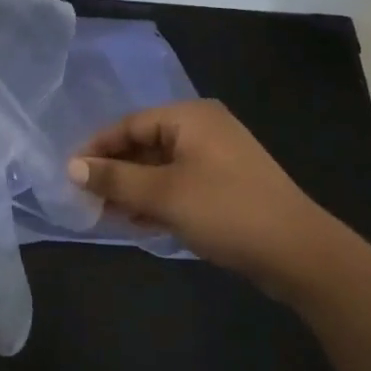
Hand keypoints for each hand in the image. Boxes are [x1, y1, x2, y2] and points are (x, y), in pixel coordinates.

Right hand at [66, 100, 346, 289]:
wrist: (300, 254)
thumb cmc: (226, 211)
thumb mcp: (163, 194)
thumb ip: (114, 179)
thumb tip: (71, 168)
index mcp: (190, 117)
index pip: (129, 124)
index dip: (97, 149)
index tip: (70, 174)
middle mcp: (203, 129)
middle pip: (144, 143)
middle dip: (115, 172)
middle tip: (86, 199)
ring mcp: (217, 158)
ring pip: (160, 167)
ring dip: (133, 189)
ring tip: (106, 215)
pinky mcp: (226, 185)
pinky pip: (179, 184)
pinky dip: (156, 199)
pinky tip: (137, 222)